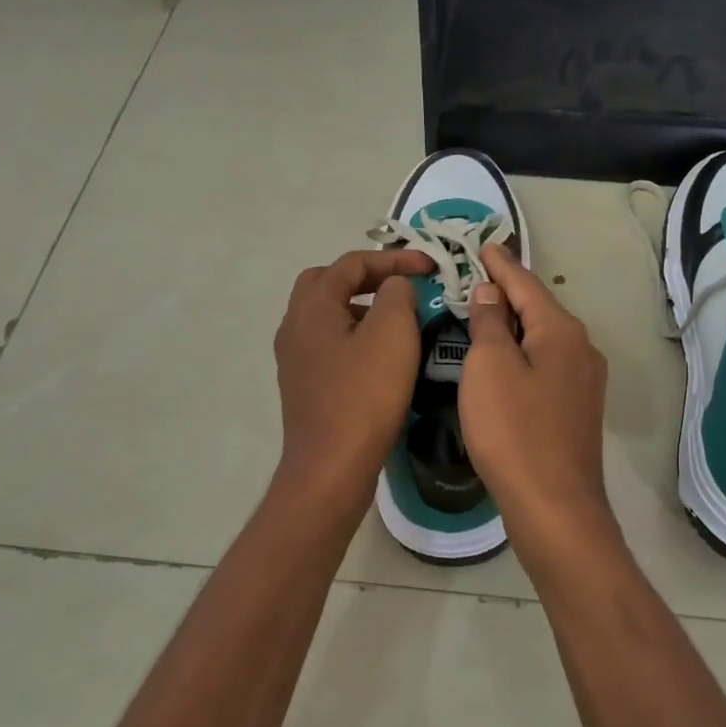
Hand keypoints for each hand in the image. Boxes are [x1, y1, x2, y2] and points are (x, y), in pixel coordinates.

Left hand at [272, 248, 433, 514]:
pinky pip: (329, 343)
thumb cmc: (364, 395)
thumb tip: (394, 287)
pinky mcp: (304, 385)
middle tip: (401, 286)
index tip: (430, 266)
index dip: (393, 258)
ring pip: (327, 314)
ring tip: (397, 318)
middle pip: (327, 282)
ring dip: (361, 306)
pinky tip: (381, 355)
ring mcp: (295, 358)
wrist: (331, 468)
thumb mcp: (392, 333)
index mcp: (312, 307)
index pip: (351, 263)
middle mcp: (295, 326)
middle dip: (367, 277)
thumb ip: (397, 294)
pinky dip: (355, 335)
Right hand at [459, 244, 621, 571]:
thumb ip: (490, 322)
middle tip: (475, 275)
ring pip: (542, 338)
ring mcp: (584, 381)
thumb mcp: (490, 367)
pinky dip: (521, 352)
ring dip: (513, 324)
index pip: (525, 283)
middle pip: (537, 308)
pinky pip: (544, 364)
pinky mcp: (576, 409)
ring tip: (483, 312)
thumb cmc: (514, 430)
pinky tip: (503, 360)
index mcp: (561, 330)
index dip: (500, 263)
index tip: (482, 244)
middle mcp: (581, 348)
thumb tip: (491, 292)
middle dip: (507, 291)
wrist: (554, 507)